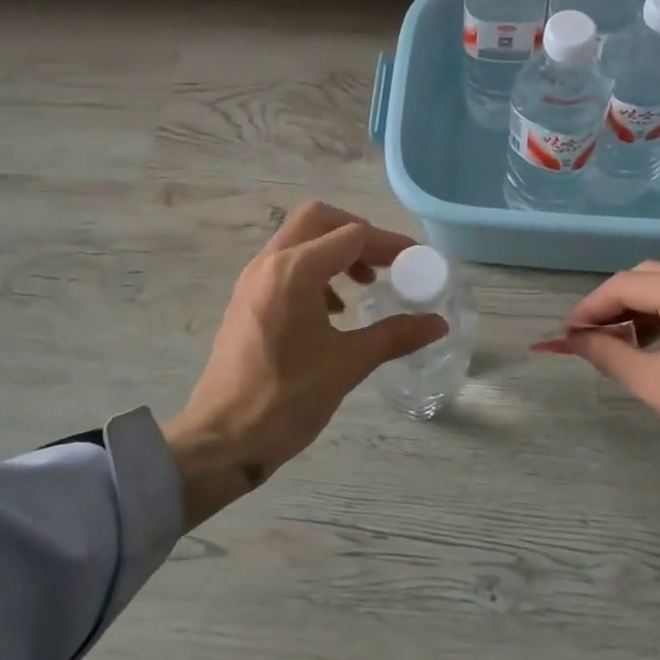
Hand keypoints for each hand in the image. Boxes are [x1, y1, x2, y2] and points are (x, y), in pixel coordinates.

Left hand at [162, 201, 447, 528]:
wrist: (221, 440)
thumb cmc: (286, 399)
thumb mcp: (348, 364)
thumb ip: (395, 335)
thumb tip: (438, 323)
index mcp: (295, 270)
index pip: (352, 235)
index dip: (389, 244)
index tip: (415, 262)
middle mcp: (270, 262)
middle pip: (319, 219)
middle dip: (357, 233)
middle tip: (384, 262)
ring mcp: (253, 279)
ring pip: (299, 238)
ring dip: (334, 250)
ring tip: (363, 285)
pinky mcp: (246, 298)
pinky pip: (285, 263)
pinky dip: (314, 269)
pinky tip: (332, 310)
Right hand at [555, 262, 659, 545]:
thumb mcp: (656, 386)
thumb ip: (608, 353)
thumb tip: (572, 339)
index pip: (626, 286)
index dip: (591, 308)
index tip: (568, 333)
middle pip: (648, 278)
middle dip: (614, 305)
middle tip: (589, 337)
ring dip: (641, 310)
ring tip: (618, 344)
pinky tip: (654, 344)